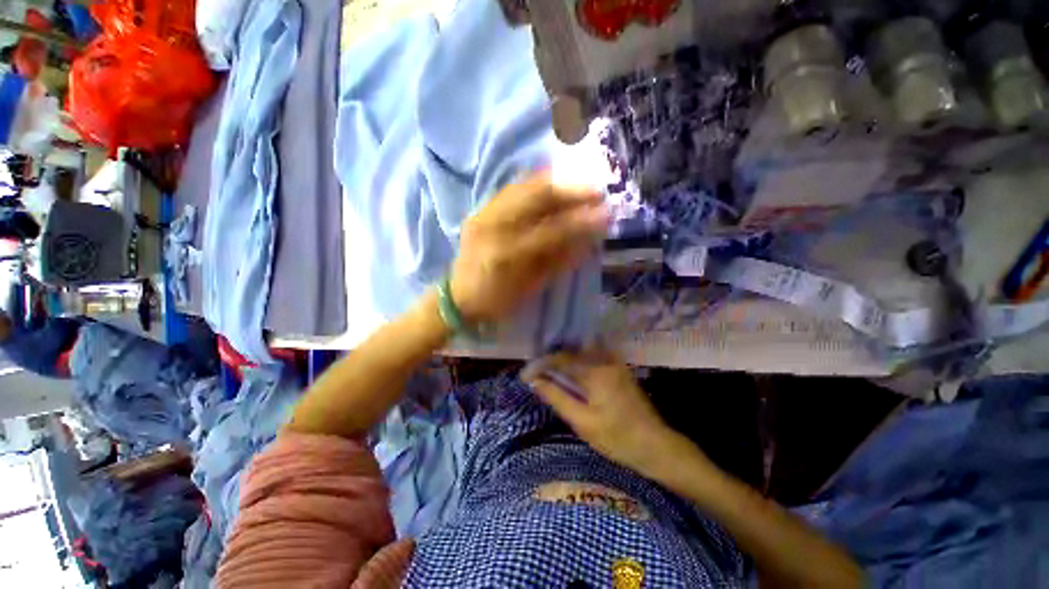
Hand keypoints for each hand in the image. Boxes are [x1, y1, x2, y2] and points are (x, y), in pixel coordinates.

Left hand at [450, 172, 607, 323]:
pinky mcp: (480, 210)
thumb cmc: (496, 301)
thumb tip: (586, 243)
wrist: (457, 297)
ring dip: (555, 181)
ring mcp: (483, 214)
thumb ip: (557, 263)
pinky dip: (534, 182)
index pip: (552, 230)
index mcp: (507, 254)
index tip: (606, 214)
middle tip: (596, 191)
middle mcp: (494, 227)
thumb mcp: (530, 289)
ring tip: (579, 181)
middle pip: (537, 198)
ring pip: (523, 186)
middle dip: (571, 191)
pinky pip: (511, 189)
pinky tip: (551, 179)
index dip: (581, 221)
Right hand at [523, 350, 680, 475]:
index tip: (525, 376)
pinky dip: (576, 363)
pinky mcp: (618, 370)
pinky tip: (569, 373)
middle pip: (570, 352)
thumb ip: (558, 398)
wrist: (656, 446)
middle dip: (550, 360)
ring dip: (562, 360)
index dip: (541, 366)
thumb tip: (536, 382)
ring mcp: (614, 363)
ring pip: (581, 353)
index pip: (561, 360)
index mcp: (595, 371)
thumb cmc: (618, 438)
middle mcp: (604, 360)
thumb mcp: (583, 422)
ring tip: (547, 371)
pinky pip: (591, 359)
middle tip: (534, 372)